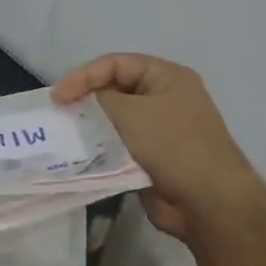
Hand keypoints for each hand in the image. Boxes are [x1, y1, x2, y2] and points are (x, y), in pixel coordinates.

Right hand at [51, 53, 265, 240]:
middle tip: (59, 113)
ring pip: (113, 118)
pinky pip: (117, 143)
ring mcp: (158, 129)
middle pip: (113, 88)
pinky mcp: (150, 156)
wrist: (208, 202)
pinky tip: (80, 153)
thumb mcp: (130, 112)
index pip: (115, 63)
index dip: (83, 75)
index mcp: (167, 77)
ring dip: (90, 125)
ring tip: (65, 133)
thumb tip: (80, 102)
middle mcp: (164, 98)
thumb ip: (99, 99)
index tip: (57, 97)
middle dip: (85, 99)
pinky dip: (99, 146)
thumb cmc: (172, 146)